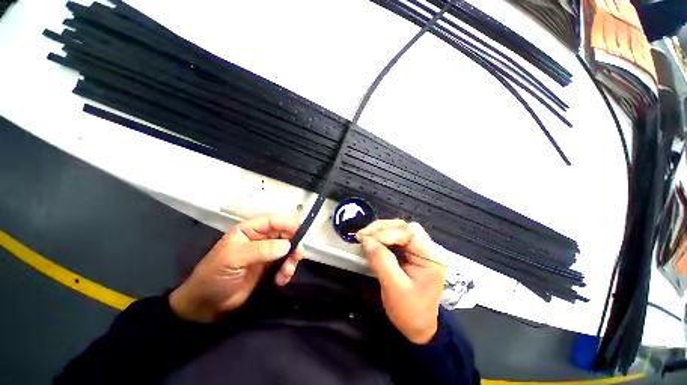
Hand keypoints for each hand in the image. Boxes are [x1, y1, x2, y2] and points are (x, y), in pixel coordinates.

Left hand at [170, 215, 304, 322]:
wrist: (206, 306)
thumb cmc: (215, 276)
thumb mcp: (233, 259)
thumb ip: (260, 250)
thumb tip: (287, 245)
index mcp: (250, 230)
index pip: (274, 221)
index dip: (288, 224)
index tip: (301, 233)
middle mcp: (261, 239)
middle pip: (285, 234)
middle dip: (293, 244)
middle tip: (296, 256)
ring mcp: (267, 254)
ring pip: (288, 250)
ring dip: (292, 259)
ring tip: (286, 272)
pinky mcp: (270, 269)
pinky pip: (285, 265)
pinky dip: (287, 271)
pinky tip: (281, 280)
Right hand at [357, 220, 445, 344]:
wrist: (417, 328)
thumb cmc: (410, 312)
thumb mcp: (394, 288)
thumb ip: (381, 261)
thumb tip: (367, 240)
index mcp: (431, 258)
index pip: (411, 232)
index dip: (388, 232)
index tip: (368, 238)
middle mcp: (426, 249)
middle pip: (404, 227)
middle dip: (382, 229)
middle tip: (363, 235)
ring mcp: (417, 250)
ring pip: (398, 230)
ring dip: (380, 231)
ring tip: (364, 236)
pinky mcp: (409, 253)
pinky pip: (394, 238)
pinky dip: (381, 237)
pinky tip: (371, 241)